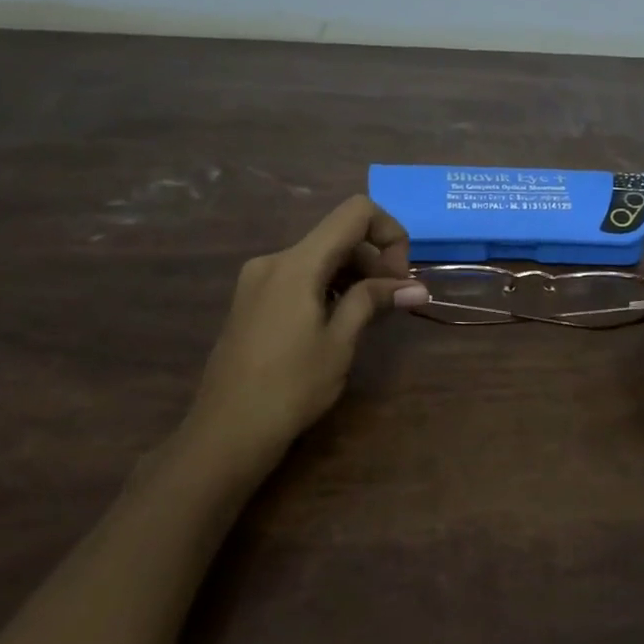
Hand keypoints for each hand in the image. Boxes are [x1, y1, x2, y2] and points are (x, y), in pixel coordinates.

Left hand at [185, 196, 428, 466]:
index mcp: (296, 263)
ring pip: (319, 257)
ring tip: (370, 317)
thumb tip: (416, 287)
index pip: (355, 212)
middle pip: (337, 236)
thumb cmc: (290, 387)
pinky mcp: (252, 301)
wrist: (227, 431)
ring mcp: (258, 280)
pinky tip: (339, 322)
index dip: (390, 232)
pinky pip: (299, 277)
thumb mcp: (339, 342)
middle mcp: (274, 260)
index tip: (400, 278)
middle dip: (374, 260)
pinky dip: (328, 287)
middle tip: (393, 303)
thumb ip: (373, 301)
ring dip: (353, 276)